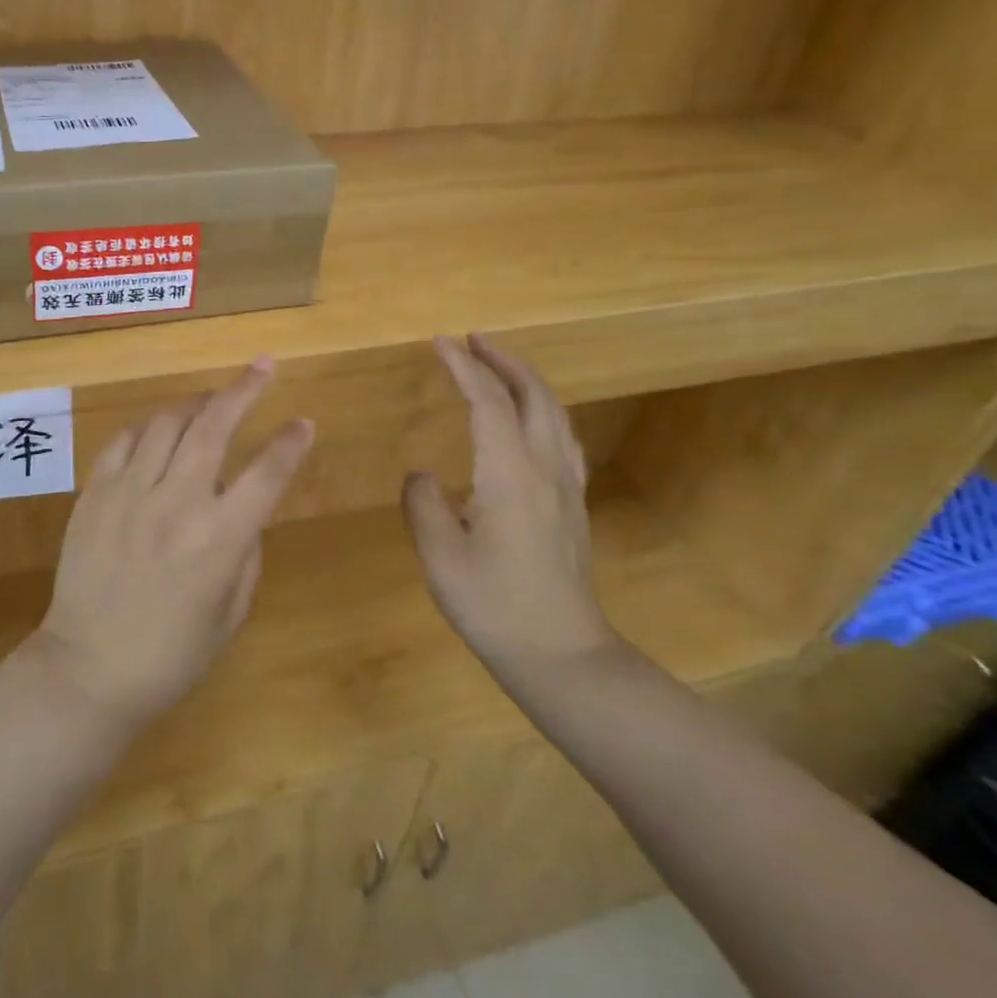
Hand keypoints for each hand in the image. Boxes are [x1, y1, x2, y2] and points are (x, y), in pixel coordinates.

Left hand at [31, 359, 314, 732]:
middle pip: (215, 426)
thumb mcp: (231, 613)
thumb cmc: (171, 656)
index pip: (266, 472)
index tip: (304, 422)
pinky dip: (146, 428)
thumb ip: (246, 552)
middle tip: (263, 367)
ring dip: (195, 403)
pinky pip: (123, 442)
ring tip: (209, 400)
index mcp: (219, 538)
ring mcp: (130, 493)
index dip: (291, 442)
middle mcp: (176, 503)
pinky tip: (157, 431)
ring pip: (166, 423)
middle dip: (244, 389)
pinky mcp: (94, 494)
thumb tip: (246, 511)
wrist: (87, 672)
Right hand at [403, 334, 616, 680]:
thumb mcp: (441, 555)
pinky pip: (562, 438)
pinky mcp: (573, 506)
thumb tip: (423, 475)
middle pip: (533, 395)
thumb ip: (423, 503)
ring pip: (555, 413)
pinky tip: (533, 421)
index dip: (464, 367)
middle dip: (503, 360)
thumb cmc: (495, 605)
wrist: (562, 657)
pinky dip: (544, 410)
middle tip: (474, 340)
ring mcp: (566, 487)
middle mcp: (545, 468)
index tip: (440, 342)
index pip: (488, 401)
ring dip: (527, 380)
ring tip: (500, 367)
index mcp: (509, 472)